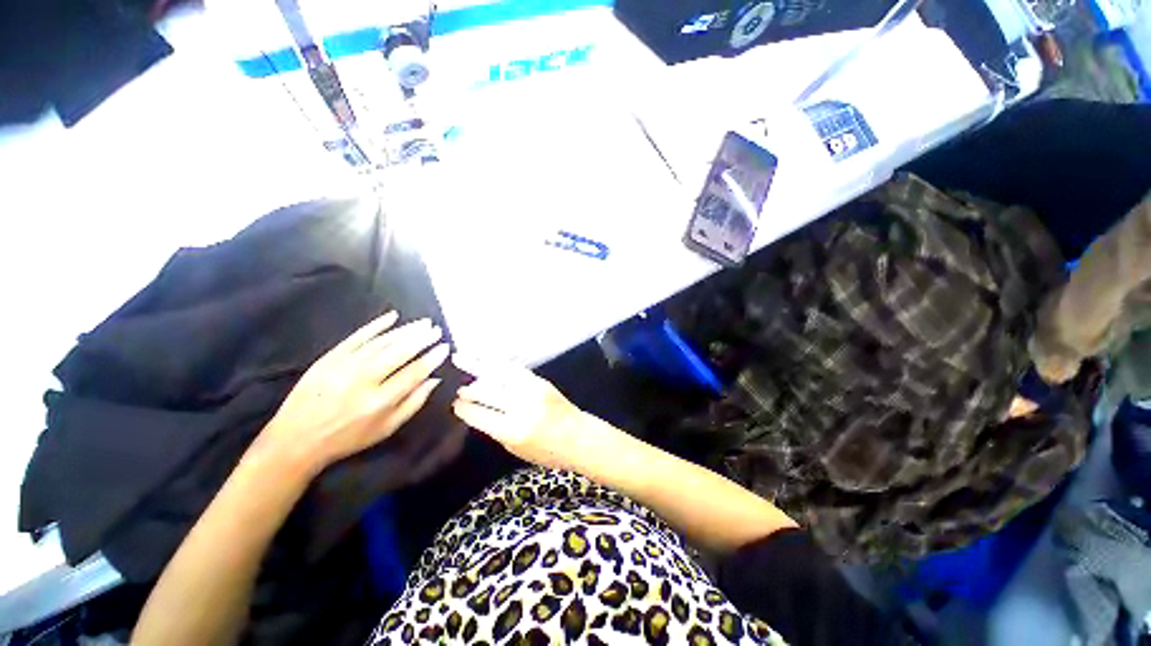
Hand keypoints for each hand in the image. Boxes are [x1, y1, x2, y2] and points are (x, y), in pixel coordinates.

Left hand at [258, 311, 448, 475]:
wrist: (295, 440)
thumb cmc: (347, 438)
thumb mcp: (386, 429)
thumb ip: (414, 403)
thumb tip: (434, 379)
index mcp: (379, 402)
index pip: (413, 373)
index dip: (432, 358)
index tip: (444, 347)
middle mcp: (362, 381)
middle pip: (399, 353)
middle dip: (421, 338)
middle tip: (436, 329)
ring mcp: (343, 367)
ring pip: (381, 342)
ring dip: (405, 330)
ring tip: (422, 323)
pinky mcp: (328, 358)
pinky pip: (356, 337)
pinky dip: (375, 325)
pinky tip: (392, 317)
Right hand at [451, 353, 586, 470]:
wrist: (579, 437)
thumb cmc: (547, 452)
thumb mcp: (516, 449)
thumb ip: (495, 429)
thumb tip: (476, 410)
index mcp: (512, 429)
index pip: (478, 414)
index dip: (463, 408)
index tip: (455, 404)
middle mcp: (520, 406)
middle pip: (485, 391)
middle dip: (468, 389)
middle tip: (458, 388)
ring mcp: (531, 390)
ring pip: (498, 374)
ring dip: (477, 366)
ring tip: (460, 358)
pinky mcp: (540, 381)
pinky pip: (514, 369)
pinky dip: (498, 363)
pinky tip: (487, 358)